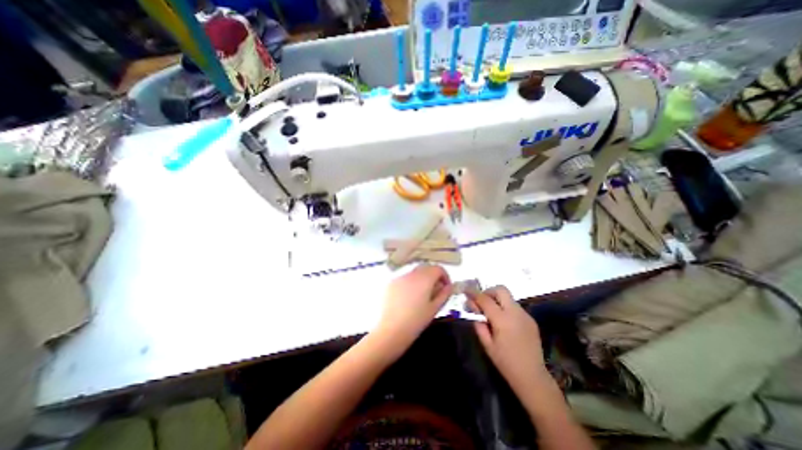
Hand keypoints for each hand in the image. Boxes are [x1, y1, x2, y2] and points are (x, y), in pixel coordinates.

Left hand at [375, 264, 453, 354]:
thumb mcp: (434, 309)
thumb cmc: (415, 322)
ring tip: (421, 296)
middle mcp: (411, 273)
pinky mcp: (390, 283)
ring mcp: (399, 277)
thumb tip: (448, 286)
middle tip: (435, 292)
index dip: (445, 276)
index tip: (445, 288)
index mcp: (424, 279)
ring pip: (415, 272)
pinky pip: (404, 278)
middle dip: (433, 276)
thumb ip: (444, 294)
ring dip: (422, 279)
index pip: (438, 268)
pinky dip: (410, 283)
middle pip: (426, 268)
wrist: (389, 331)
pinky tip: (408, 298)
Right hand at [471, 289, 552, 392]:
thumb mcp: (486, 344)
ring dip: (497, 299)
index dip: (474, 293)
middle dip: (488, 292)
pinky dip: (506, 308)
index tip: (466, 291)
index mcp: (502, 320)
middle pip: (501, 290)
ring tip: (492, 313)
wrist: (532, 377)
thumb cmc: (505, 362)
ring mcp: (525, 315)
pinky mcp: (531, 320)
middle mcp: (515, 313)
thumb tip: (472, 307)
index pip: (485, 299)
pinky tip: (504, 321)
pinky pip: (515, 306)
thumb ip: (478, 323)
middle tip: (482, 302)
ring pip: (508, 297)